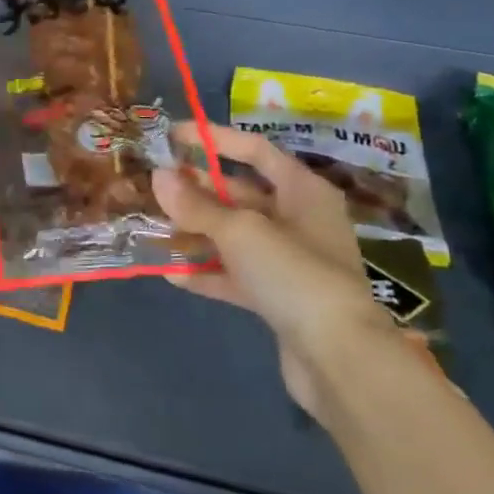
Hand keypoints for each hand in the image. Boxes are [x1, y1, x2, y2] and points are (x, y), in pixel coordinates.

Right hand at [152, 123, 401, 420]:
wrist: (339, 358)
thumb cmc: (294, 274)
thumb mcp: (239, 231)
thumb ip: (197, 205)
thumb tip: (159, 177)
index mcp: (303, 191)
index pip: (255, 151)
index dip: (214, 139)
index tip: (172, 135)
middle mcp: (299, 220)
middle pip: (241, 194)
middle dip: (198, 190)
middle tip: (154, 185)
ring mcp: (290, 261)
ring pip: (234, 236)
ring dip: (197, 232)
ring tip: (154, 227)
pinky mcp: (278, 297)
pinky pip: (235, 274)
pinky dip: (206, 272)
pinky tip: (171, 274)